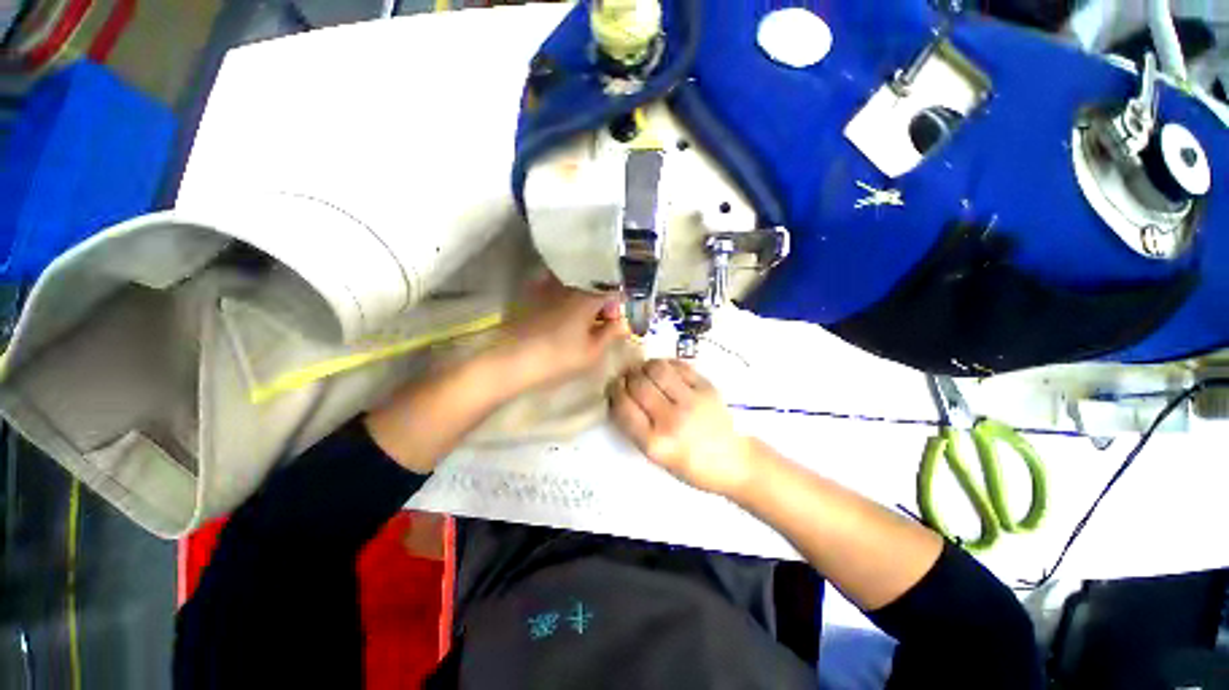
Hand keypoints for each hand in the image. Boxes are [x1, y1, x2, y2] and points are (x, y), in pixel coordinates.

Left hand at [498, 275, 628, 391]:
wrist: (511, 361)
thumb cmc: (557, 358)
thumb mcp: (592, 351)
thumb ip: (611, 333)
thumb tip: (624, 323)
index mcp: (588, 296)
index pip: (613, 289)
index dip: (617, 305)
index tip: (613, 321)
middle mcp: (569, 283)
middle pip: (594, 283)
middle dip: (601, 300)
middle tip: (598, 322)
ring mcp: (547, 284)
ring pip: (575, 283)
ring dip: (583, 296)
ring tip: (580, 318)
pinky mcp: (530, 291)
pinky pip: (553, 284)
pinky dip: (563, 293)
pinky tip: (560, 311)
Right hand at [609, 359, 757, 497]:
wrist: (734, 462)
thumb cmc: (692, 466)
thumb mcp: (657, 458)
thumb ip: (637, 428)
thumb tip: (622, 395)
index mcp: (656, 444)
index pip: (624, 407)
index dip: (614, 392)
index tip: (614, 387)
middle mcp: (672, 420)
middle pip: (638, 384)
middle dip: (627, 377)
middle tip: (627, 377)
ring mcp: (692, 401)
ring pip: (657, 369)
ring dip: (645, 366)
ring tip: (644, 371)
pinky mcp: (707, 388)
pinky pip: (678, 366)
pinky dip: (665, 364)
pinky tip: (664, 370)